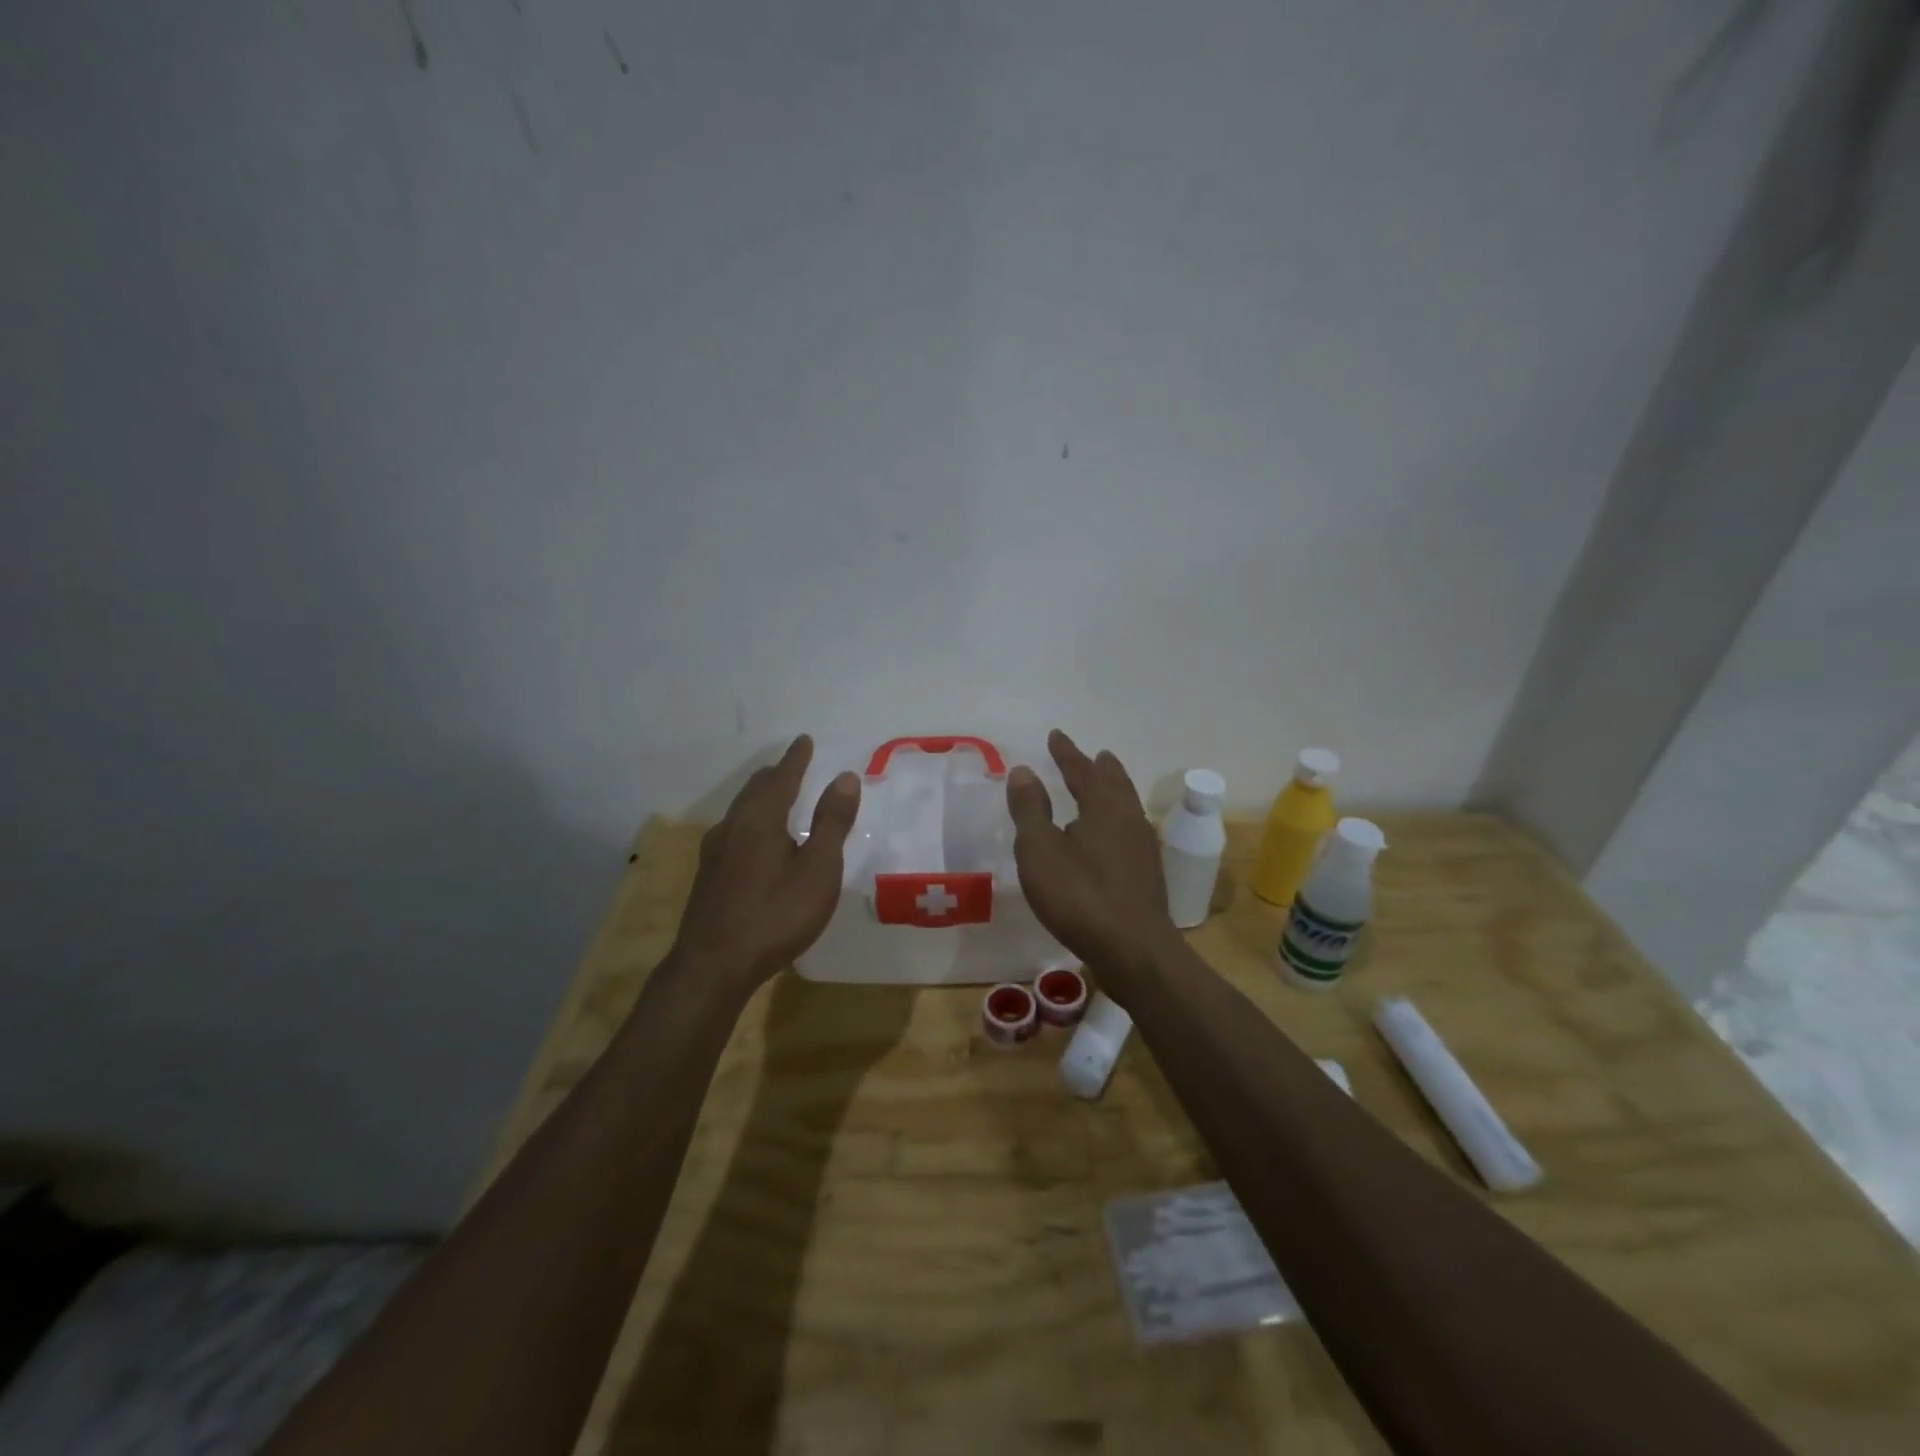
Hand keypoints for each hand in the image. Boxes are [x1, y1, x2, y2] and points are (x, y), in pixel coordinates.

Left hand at [670, 735, 860, 988]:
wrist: (714, 965)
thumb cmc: (776, 914)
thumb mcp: (818, 869)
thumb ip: (832, 822)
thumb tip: (844, 777)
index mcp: (761, 818)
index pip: (782, 778)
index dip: (796, 759)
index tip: (803, 740)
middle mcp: (733, 827)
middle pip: (755, 790)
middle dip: (775, 775)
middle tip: (790, 765)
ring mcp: (715, 852)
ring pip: (740, 812)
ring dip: (760, 797)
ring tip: (774, 797)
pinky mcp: (708, 877)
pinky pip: (733, 832)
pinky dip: (750, 821)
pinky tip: (752, 841)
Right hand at [1006, 730, 1177, 985]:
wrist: (1134, 951)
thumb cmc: (1080, 896)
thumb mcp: (1040, 851)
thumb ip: (1031, 810)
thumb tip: (1024, 771)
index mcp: (1103, 807)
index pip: (1082, 770)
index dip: (1067, 753)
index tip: (1055, 735)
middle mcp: (1129, 819)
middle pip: (1115, 784)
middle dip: (1100, 768)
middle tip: (1094, 755)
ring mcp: (1143, 847)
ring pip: (1127, 807)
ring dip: (1113, 791)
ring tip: (1104, 787)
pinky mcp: (1147, 874)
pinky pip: (1129, 830)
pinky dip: (1117, 820)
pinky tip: (1111, 838)